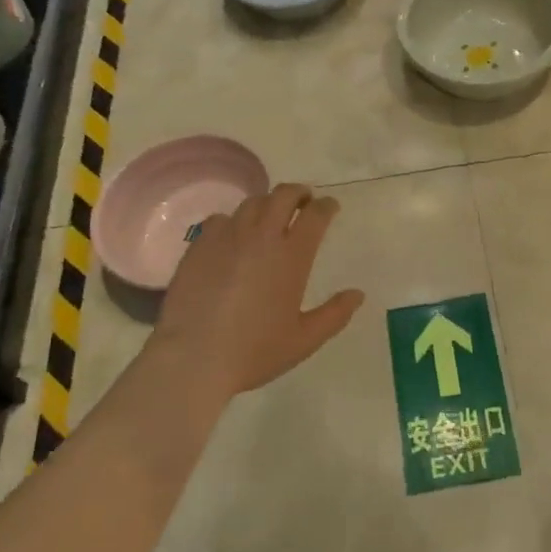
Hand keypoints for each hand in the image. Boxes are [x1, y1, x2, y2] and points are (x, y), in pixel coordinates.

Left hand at [153, 184, 364, 395]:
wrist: (192, 358)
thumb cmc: (253, 351)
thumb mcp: (304, 340)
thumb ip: (335, 315)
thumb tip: (358, 294)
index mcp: (292, 255)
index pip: (316, 214)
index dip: (327, 206)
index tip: (330, 207)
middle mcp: (262, 236)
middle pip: (284, 195)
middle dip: (299, 193)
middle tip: (304, 202)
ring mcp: (228, 236)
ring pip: (253, 203)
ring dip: (268, 204)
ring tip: (270, 217)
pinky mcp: (200, 245)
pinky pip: (221, 219)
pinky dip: (234, 221)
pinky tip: (233, 237)